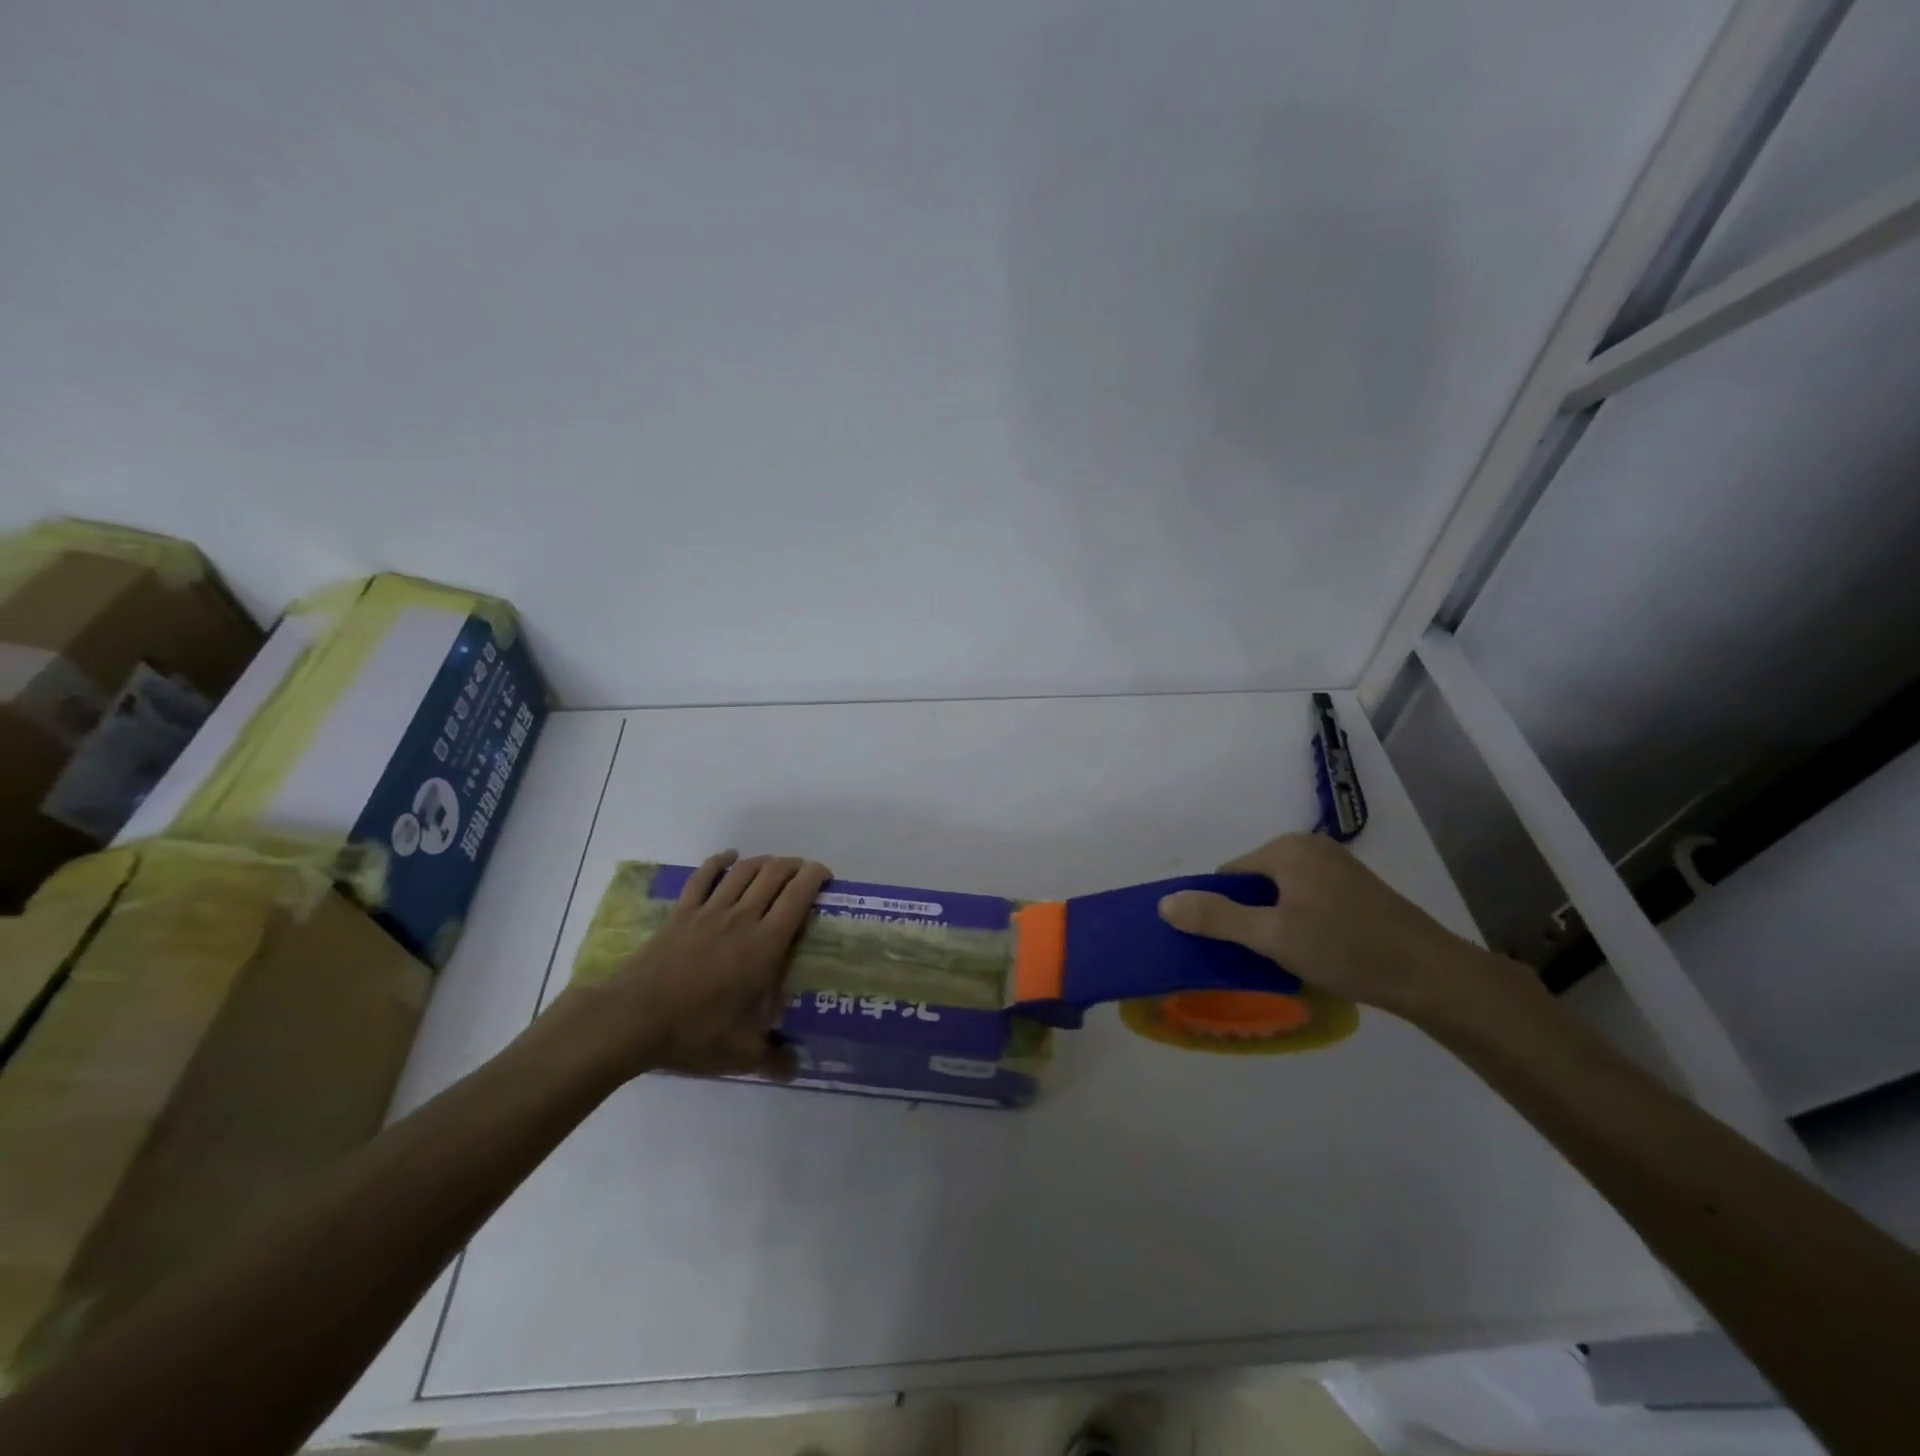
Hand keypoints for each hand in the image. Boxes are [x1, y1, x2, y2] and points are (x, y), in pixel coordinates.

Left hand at [543, 851, 831, 1085]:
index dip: (816, 876)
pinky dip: (720, 861)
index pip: (798, 895)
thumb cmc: (694, 1031)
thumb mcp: (741, 1054)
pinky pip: (704, 876)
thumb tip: (797, 1070)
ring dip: (764, 862)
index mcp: (765, 944)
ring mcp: (709, 911)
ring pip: (743, 870)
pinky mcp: (681, 912)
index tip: (826, 878)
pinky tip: (729, 858)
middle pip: (774, 874)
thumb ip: (774, 1059)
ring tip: (774, 866)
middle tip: (804, 875)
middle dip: (795, 866)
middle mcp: (742, 917)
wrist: (632, 1019)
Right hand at [1156, 833, 1533, 1023]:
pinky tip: (1317, 952)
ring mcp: (1337, 866)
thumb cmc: (1345, 949)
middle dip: (1251, 917)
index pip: (1229, 875)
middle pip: (1255, 882)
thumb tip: (1164, 902)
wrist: (1431, 975)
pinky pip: (1308, 899)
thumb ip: (1216, 918)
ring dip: (1277, 923)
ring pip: (1282, 894)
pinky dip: (1302, 922)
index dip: (1222, 910)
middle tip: (1262, 956)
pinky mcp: (1357, 888)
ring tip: (1290, 959)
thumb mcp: (1272, 937)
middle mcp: (1310, 847)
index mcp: (1286, 849)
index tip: (1233, 946)